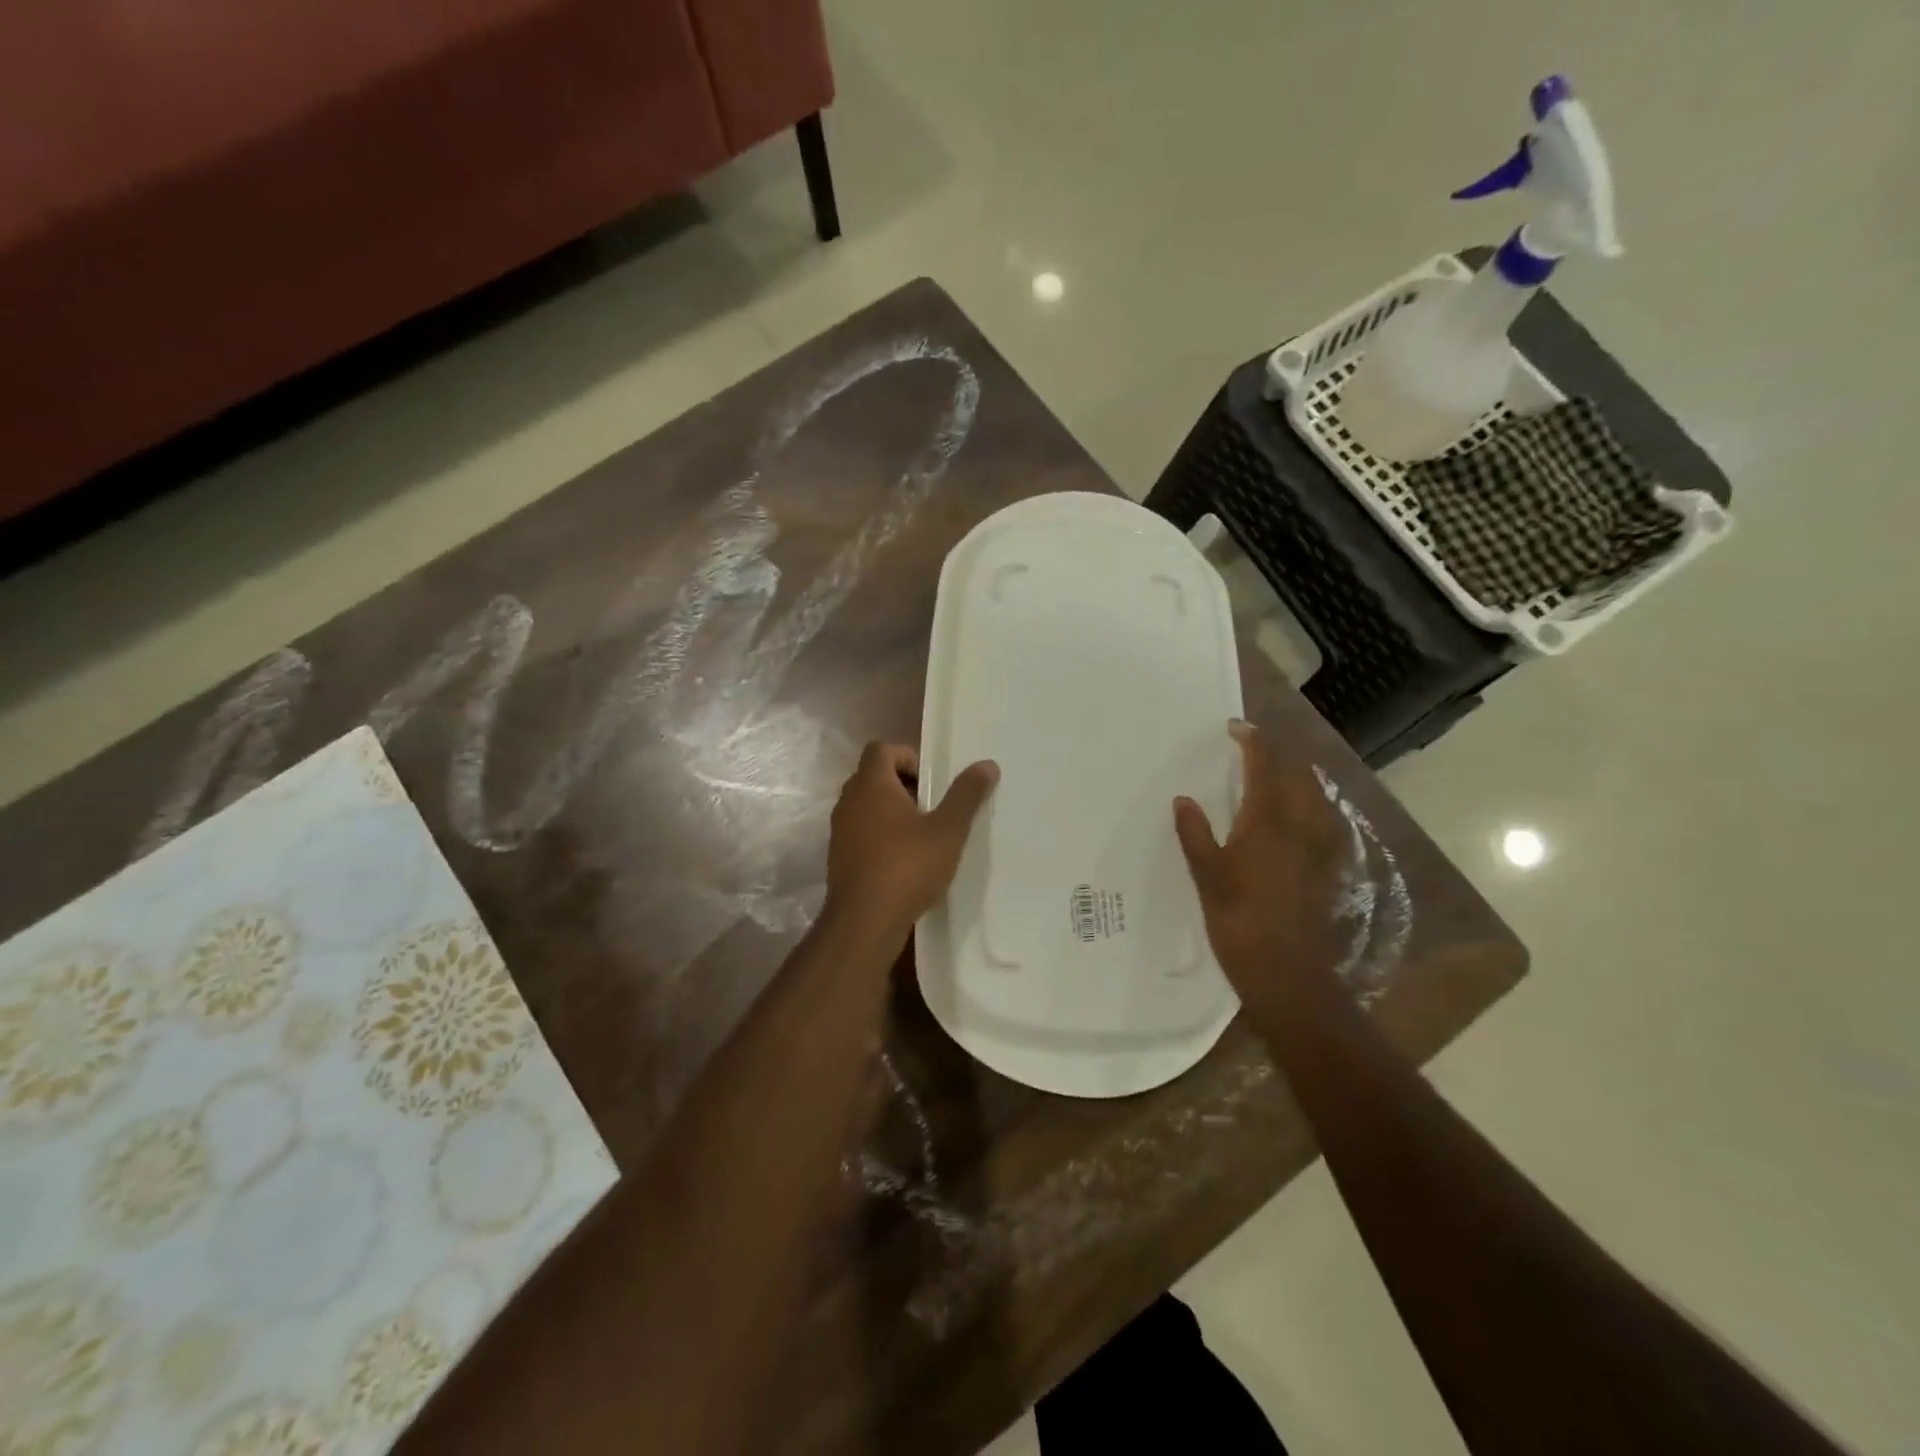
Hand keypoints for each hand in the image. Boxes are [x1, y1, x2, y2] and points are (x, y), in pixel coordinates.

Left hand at [824, 743, 999, 941]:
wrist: (864, 922)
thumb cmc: (907, 867)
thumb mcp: (948, 830)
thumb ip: (966, 795)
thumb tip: (987, 765)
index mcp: (871, 785)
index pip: (881, 749)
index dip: (907, 756)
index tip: (931, 781)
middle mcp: (849, 801)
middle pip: (873, 776)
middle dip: (903, 785)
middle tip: (932, 807)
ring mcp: (840, 830)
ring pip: (867, 806)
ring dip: (892, 812)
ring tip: (923, 835)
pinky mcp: (839, 857)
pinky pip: (861, 832)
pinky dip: (881, 836)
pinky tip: (905, 861)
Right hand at [1173, 720, 1345, 1000]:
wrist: (1288, 974)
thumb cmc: (1239, 921)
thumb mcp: (1207, 875)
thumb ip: (1195, 833)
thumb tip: (1184, 800)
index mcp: (1268, 820)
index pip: (1265, 766)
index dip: (1252, 741)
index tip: (1234, 727)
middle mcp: (1300, 826)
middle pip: (1298, 775)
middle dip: (1279, 754)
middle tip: (1253, 748)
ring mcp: (1319, 848)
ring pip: (1315, 796)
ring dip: (1297, 776)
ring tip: (1276, 774)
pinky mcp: (1327, 869)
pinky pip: (1322, 821)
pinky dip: (1309, 805)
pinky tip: (1298, 817)